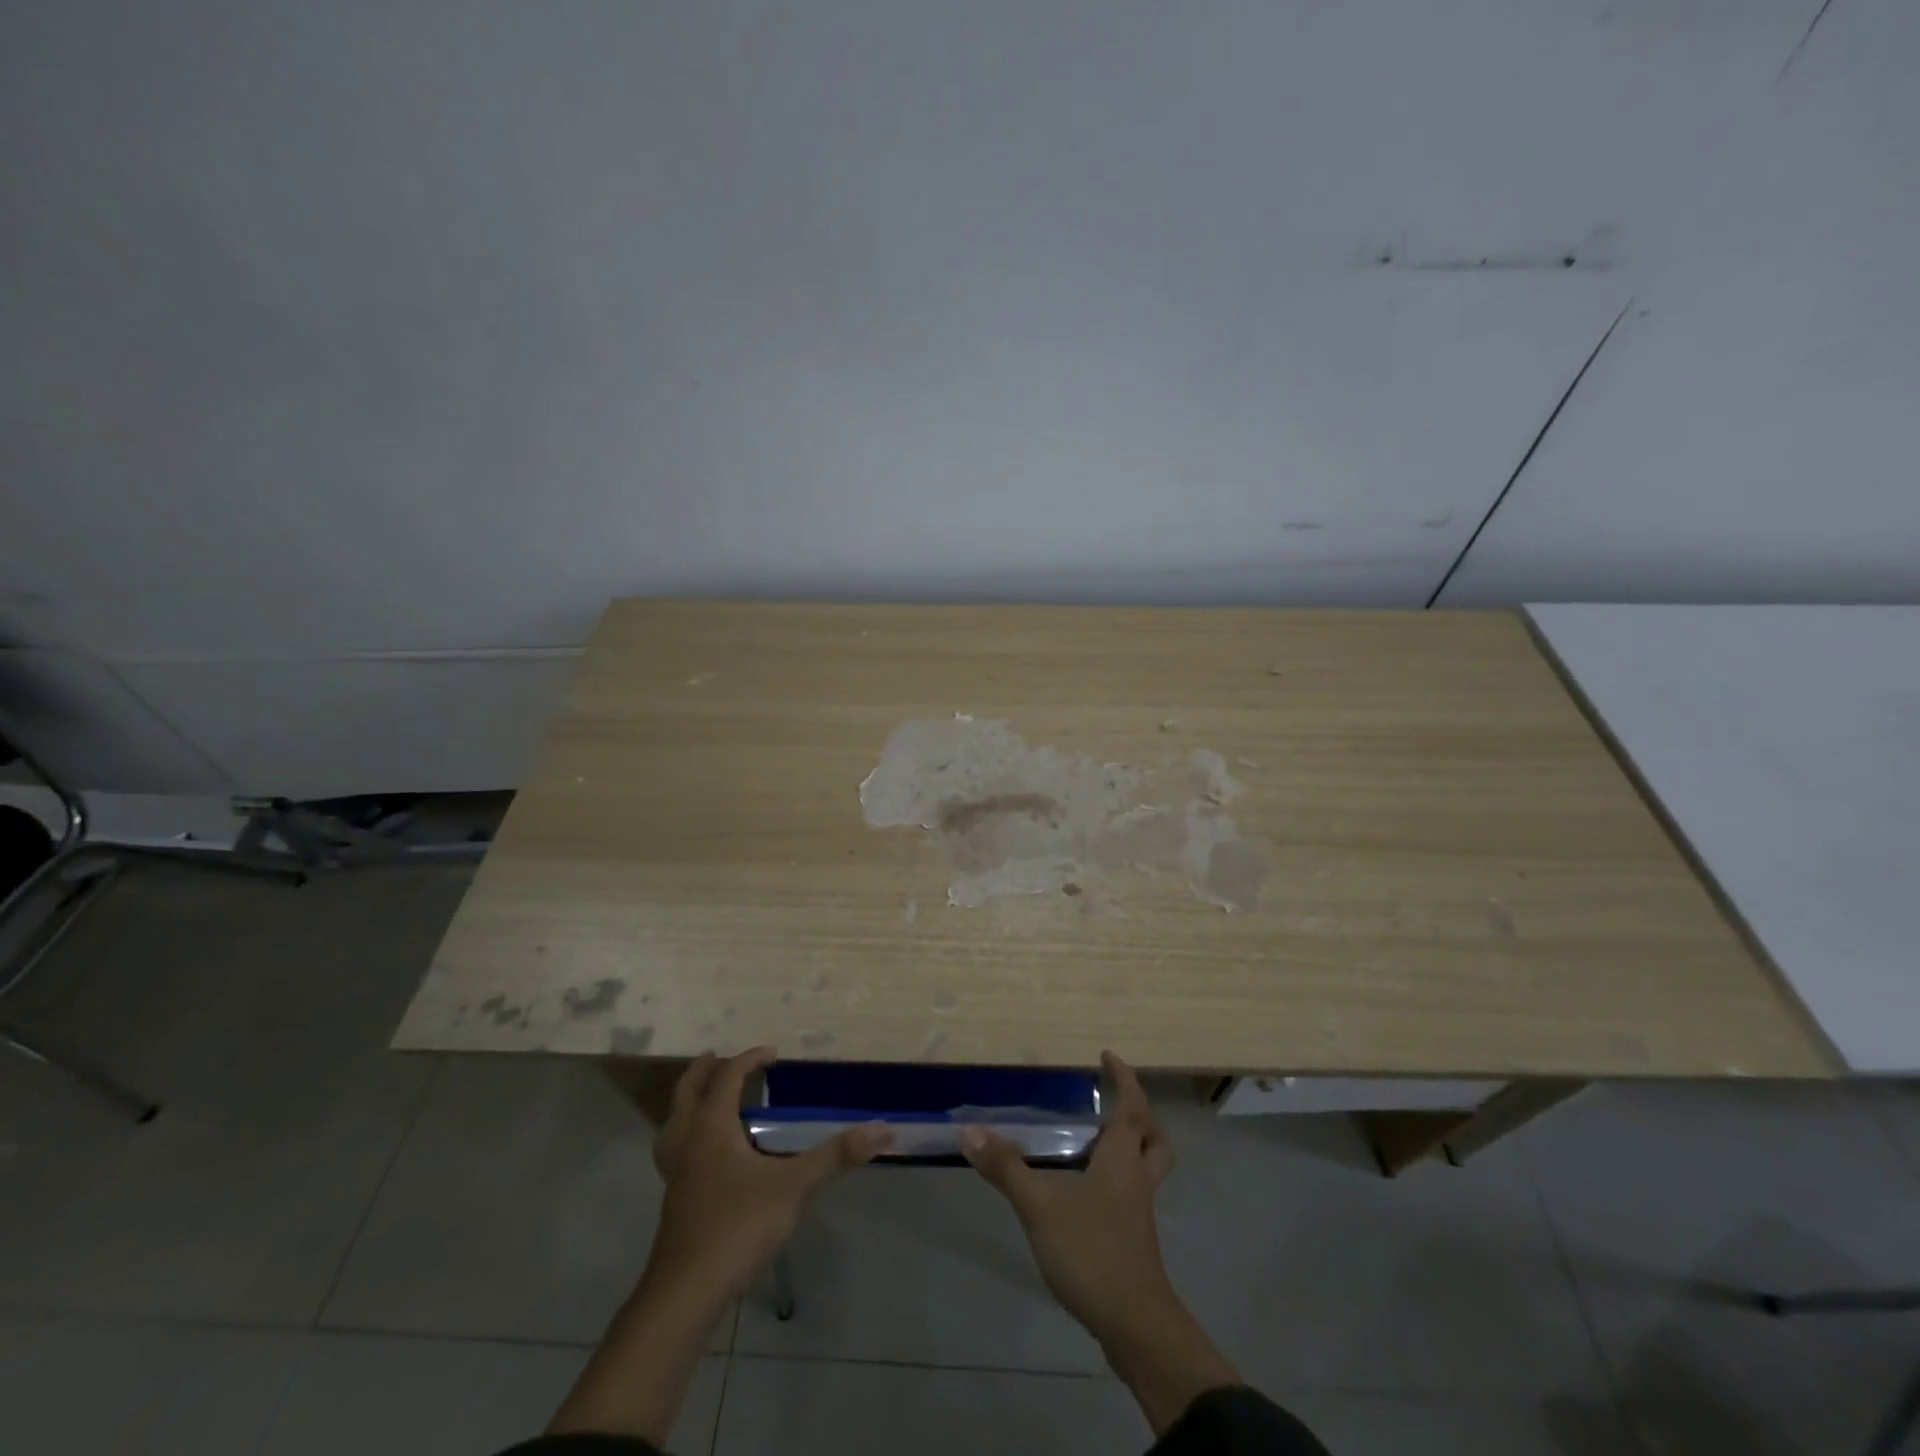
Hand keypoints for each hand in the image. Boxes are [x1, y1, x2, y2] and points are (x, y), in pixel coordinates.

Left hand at [648, 1046, 889, 1299]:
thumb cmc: (737, 1227)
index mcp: (711, 1128)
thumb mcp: (794, 1187)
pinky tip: (703, 1156)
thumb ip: (835, 1156)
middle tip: (716, 1057)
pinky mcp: (674, 1201)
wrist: (686, 1293)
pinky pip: (674, 1152)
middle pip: (686, 1094)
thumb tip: (883, 1129)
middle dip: (702, 1072)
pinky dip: (685, 1138)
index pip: (727, 1078)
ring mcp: (675, 1174)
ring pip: (672, 1125)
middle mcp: (688, 1143)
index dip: (748, 1060)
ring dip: (686, 1105)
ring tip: (703, 1100)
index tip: (772, 1053)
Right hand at [959, 1049, 1176, 1337]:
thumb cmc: (1093, 1252)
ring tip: (1097, 1145)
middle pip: (1152, 1139)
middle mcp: (1137, 1179)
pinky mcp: (1134, 1242)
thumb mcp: (1041, 1206)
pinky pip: (1133, 1195)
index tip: (1107, 1056)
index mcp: (1122, 1158)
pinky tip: (1086, 1195)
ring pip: (1147, 1169)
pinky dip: (1118, 1182)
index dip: (1123, 1078)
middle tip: (1111, 1105)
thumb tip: (969, 1131)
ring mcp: (1138, 1213)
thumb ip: (1005, 1168)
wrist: (1135, 1327)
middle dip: (1139, 1117)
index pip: (1132, 1106)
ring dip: (1133, 1149)